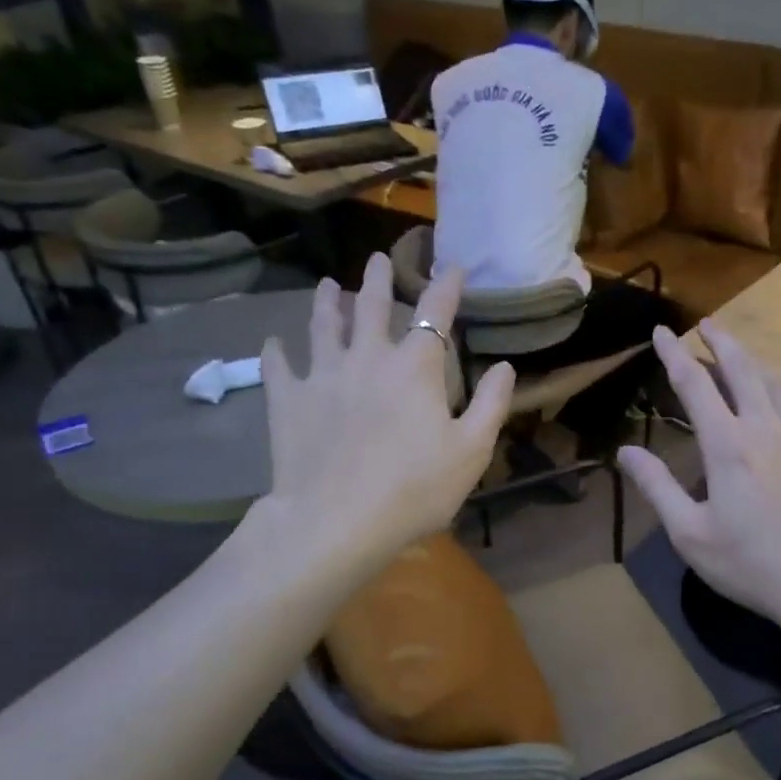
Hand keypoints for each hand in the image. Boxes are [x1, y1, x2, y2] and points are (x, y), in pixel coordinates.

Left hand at [257, 253, 513, 571]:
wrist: (337, 521)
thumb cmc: (415, 489)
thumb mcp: (471, 451)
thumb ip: (490, 404)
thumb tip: (505, 366)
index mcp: (415, 367)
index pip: (435, 312)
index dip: (446, 286)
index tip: (451, 265)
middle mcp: (368, 358)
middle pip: (373, 306)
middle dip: (378, 278)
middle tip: (378, 258)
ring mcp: (323, 375)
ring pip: (324, 326)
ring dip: (328, 302)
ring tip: (328, 285)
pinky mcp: (288, 400)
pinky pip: (279, 366)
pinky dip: (277, 351)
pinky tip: (275, 342)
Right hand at [618, 321, 780, 641]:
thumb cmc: (752, 565)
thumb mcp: (690, 534)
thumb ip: (657, 487)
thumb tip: (625, 451)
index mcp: (727, 445)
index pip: (694, 384)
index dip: (675, 354)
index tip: (662, 331)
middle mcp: (766, 427)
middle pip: (742, 368)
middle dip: (720, 341)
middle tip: (706, 324)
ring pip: (777, 383)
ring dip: (754, 364)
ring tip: (740, 356)